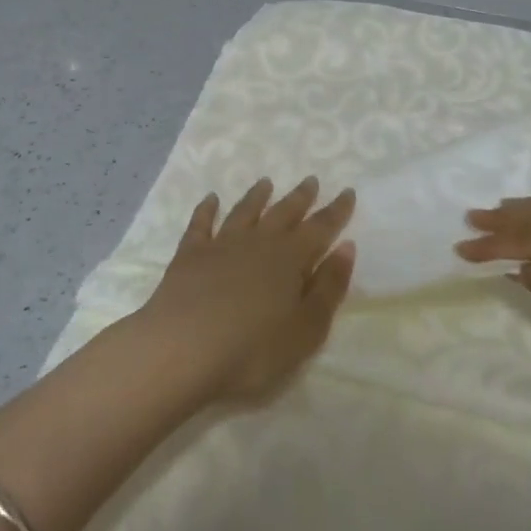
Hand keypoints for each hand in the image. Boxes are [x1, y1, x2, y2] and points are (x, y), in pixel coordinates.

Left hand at [136, 177, 356, 404]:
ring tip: (266, 182)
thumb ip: (328, 287)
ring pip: (244, 212)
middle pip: (284, 212)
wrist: (181, 350)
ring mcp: (221, 245)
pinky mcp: (189, 255)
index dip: (336, 211)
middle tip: (311, 180)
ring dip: (257, 196)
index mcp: (290, 259)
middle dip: (300, 197)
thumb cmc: (252, 349)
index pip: (320, 228)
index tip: (348, 191)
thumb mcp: (306, 328)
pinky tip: (210, 200)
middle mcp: (258, 242)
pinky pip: (201, 224)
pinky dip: (207, 210)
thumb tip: (346, 247)